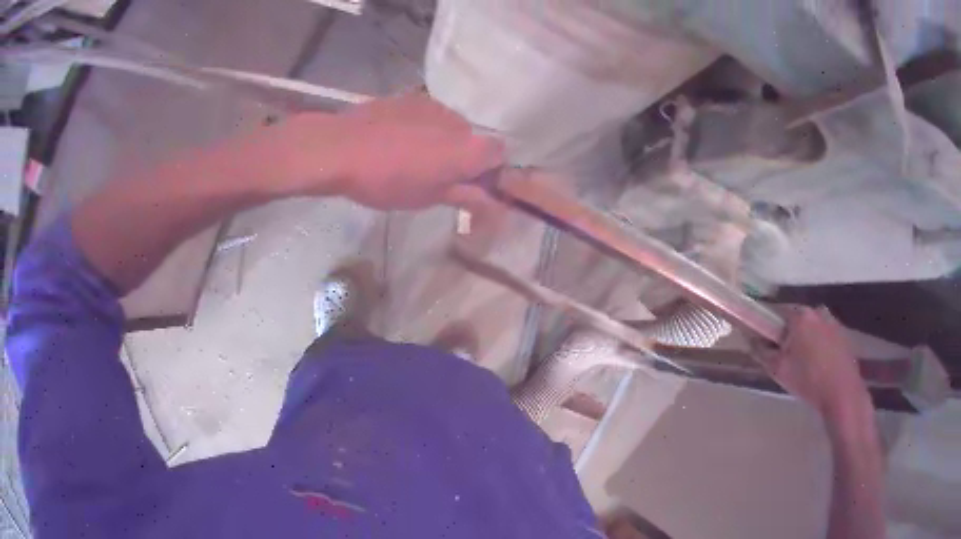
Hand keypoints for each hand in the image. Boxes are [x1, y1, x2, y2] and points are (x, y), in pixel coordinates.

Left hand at [268, 93, 505, 210]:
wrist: (341, 148)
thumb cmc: (387, 181)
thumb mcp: (428, 197)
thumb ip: (466, 196)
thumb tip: (494, 204)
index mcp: (469, 149)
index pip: (501, 154)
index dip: (491, 170)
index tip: (471, 185)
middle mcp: (459, 121)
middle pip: (474, 139)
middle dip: (464, 156)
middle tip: (437, 176)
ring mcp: (433, 105)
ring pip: (449, 126)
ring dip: (442, 141)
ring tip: (410, 157)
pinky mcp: (410, 97)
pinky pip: (427, 115)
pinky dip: (422, 127)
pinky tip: (396, 140)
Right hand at [756, 306, 868, 414]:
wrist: (841, 392)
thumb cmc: (808, 380)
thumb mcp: (778, 370)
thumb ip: (762, 352)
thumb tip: (751, 339)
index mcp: (799, 315)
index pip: (777, 311)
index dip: (769, 326)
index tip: (766, 341)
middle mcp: (816, 310)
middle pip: (795, 318)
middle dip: (788, 333)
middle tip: (783, 356)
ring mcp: (832, 320)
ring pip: (811, 326)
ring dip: (804, 338)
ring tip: (802, 362)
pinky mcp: (842, 333)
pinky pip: (823, 333)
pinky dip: (817, 344)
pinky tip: (817, 364)